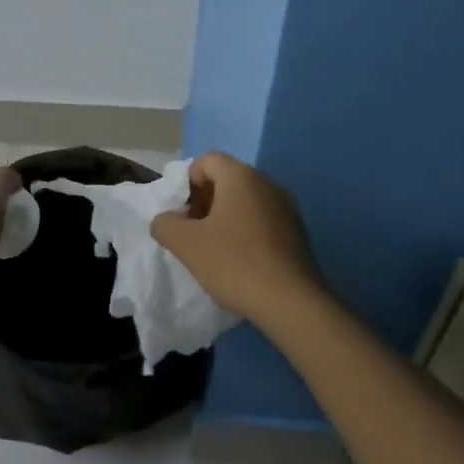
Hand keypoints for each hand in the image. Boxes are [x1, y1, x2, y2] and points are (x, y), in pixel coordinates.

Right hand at [150, 152, 322, 327]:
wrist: (291, 303)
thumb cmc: (234, 263)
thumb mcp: (186, 244)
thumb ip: (165, 224)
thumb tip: (166, 219)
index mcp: (241, 177)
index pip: (207, 160)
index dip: (187, 181)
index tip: (182, 212)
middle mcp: (267, 183)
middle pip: (227, 178)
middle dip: (205, 200)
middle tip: (193, 231)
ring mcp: (287, 207)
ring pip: (246, 200)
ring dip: (225, 217)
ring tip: (214, 249)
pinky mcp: (297, 232)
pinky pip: (263, 219)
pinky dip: (246, 231)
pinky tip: (240, 261)